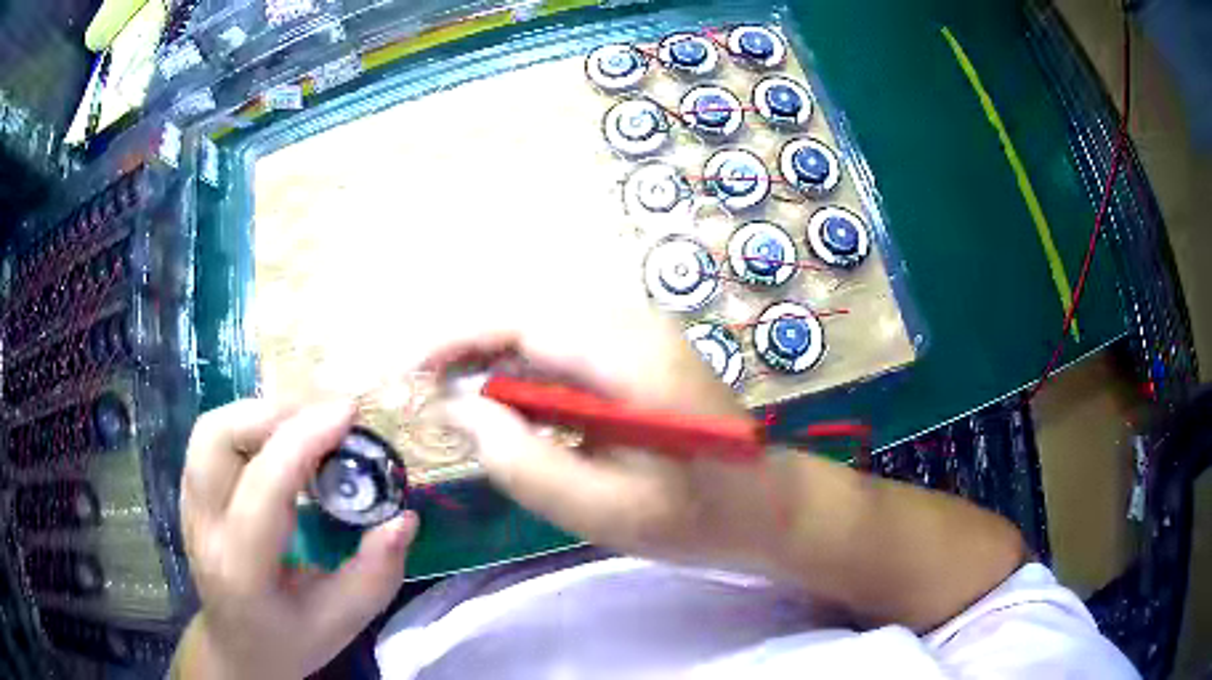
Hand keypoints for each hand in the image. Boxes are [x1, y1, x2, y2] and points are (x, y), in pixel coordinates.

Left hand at [178, 400, 418, 679]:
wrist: (239, 648)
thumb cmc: (291, 639)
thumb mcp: (343, 621)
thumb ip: (376, 572)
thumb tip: (403, 516)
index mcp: (241, 567)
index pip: (263, 486)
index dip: (304, 439)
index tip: (348, 412)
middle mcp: (204, 527)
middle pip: (219, 438)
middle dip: (276, 413)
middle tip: (327, 418)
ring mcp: (189, 505)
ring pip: (211, 429)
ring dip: (262, 413)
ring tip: (307, 426)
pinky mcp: (191, 493)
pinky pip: (213, 438)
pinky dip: (251, 425)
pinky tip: (282, 442)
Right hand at [431, 302, 796, 573]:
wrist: (767, 508)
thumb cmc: (694, 518)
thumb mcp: (600, 509)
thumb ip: (520, 460)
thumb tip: (455, 409)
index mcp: (630, 355)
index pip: (522, 323)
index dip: (458, 341)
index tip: (412, 372)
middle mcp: (636, 326)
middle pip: (528, 318)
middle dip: (470, 351)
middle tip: (429, 395)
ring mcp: (643, 335)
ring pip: (544, 332)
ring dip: (495, 363)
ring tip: (458, 406)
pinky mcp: (643, 353)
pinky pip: (567, 350)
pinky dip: (527, 375)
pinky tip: (510, 410)